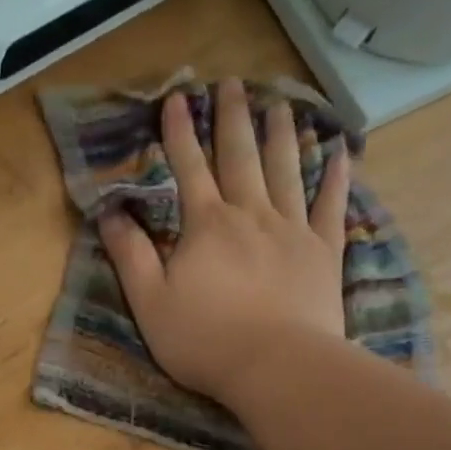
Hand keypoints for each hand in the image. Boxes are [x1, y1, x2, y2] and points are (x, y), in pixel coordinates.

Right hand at [100, 78, 348, 406]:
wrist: (276, 366)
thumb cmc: (204, 340)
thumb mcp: (149, 303)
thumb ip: (129, 255)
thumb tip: (109, 213)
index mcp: (206, 226)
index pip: (188, 169)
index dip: (179, 133)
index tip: (176, 99)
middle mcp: (251, 215)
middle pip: (241, 157)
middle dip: (232, 119)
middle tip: (232, 83)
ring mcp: (293, 230)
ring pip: (287, 170)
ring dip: (281, 135)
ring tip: (279, 104)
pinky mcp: (324, 252)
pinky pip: (331, 205)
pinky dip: (336, 177)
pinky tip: (341, 151)